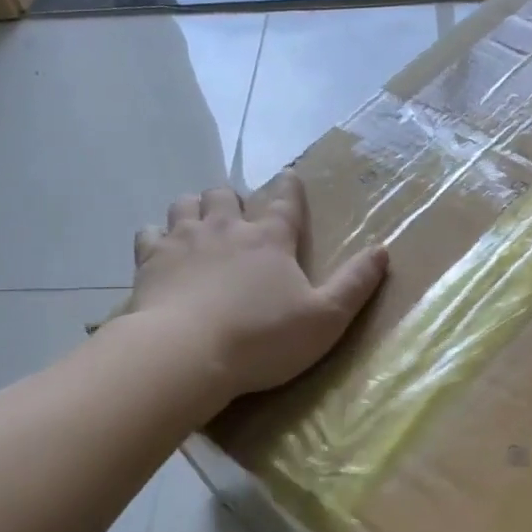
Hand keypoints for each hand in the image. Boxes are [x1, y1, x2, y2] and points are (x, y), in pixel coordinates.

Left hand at [128, 173, 388, 400]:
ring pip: (186, 204)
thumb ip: (355, 283)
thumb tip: (383, 250)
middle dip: (232, 199)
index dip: (290, 187)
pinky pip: (149, 233)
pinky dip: (157, 237)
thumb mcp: (325, 317)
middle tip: (237, 217)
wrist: (186, 354)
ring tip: (200, 225)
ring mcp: (184, 240)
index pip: (285, 201)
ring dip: (195, 209)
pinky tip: (161, 251)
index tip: (290, 176)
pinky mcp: (150, 261)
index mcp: (270, 239)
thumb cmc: (262, 338)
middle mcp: (226, 228)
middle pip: (225, 195)